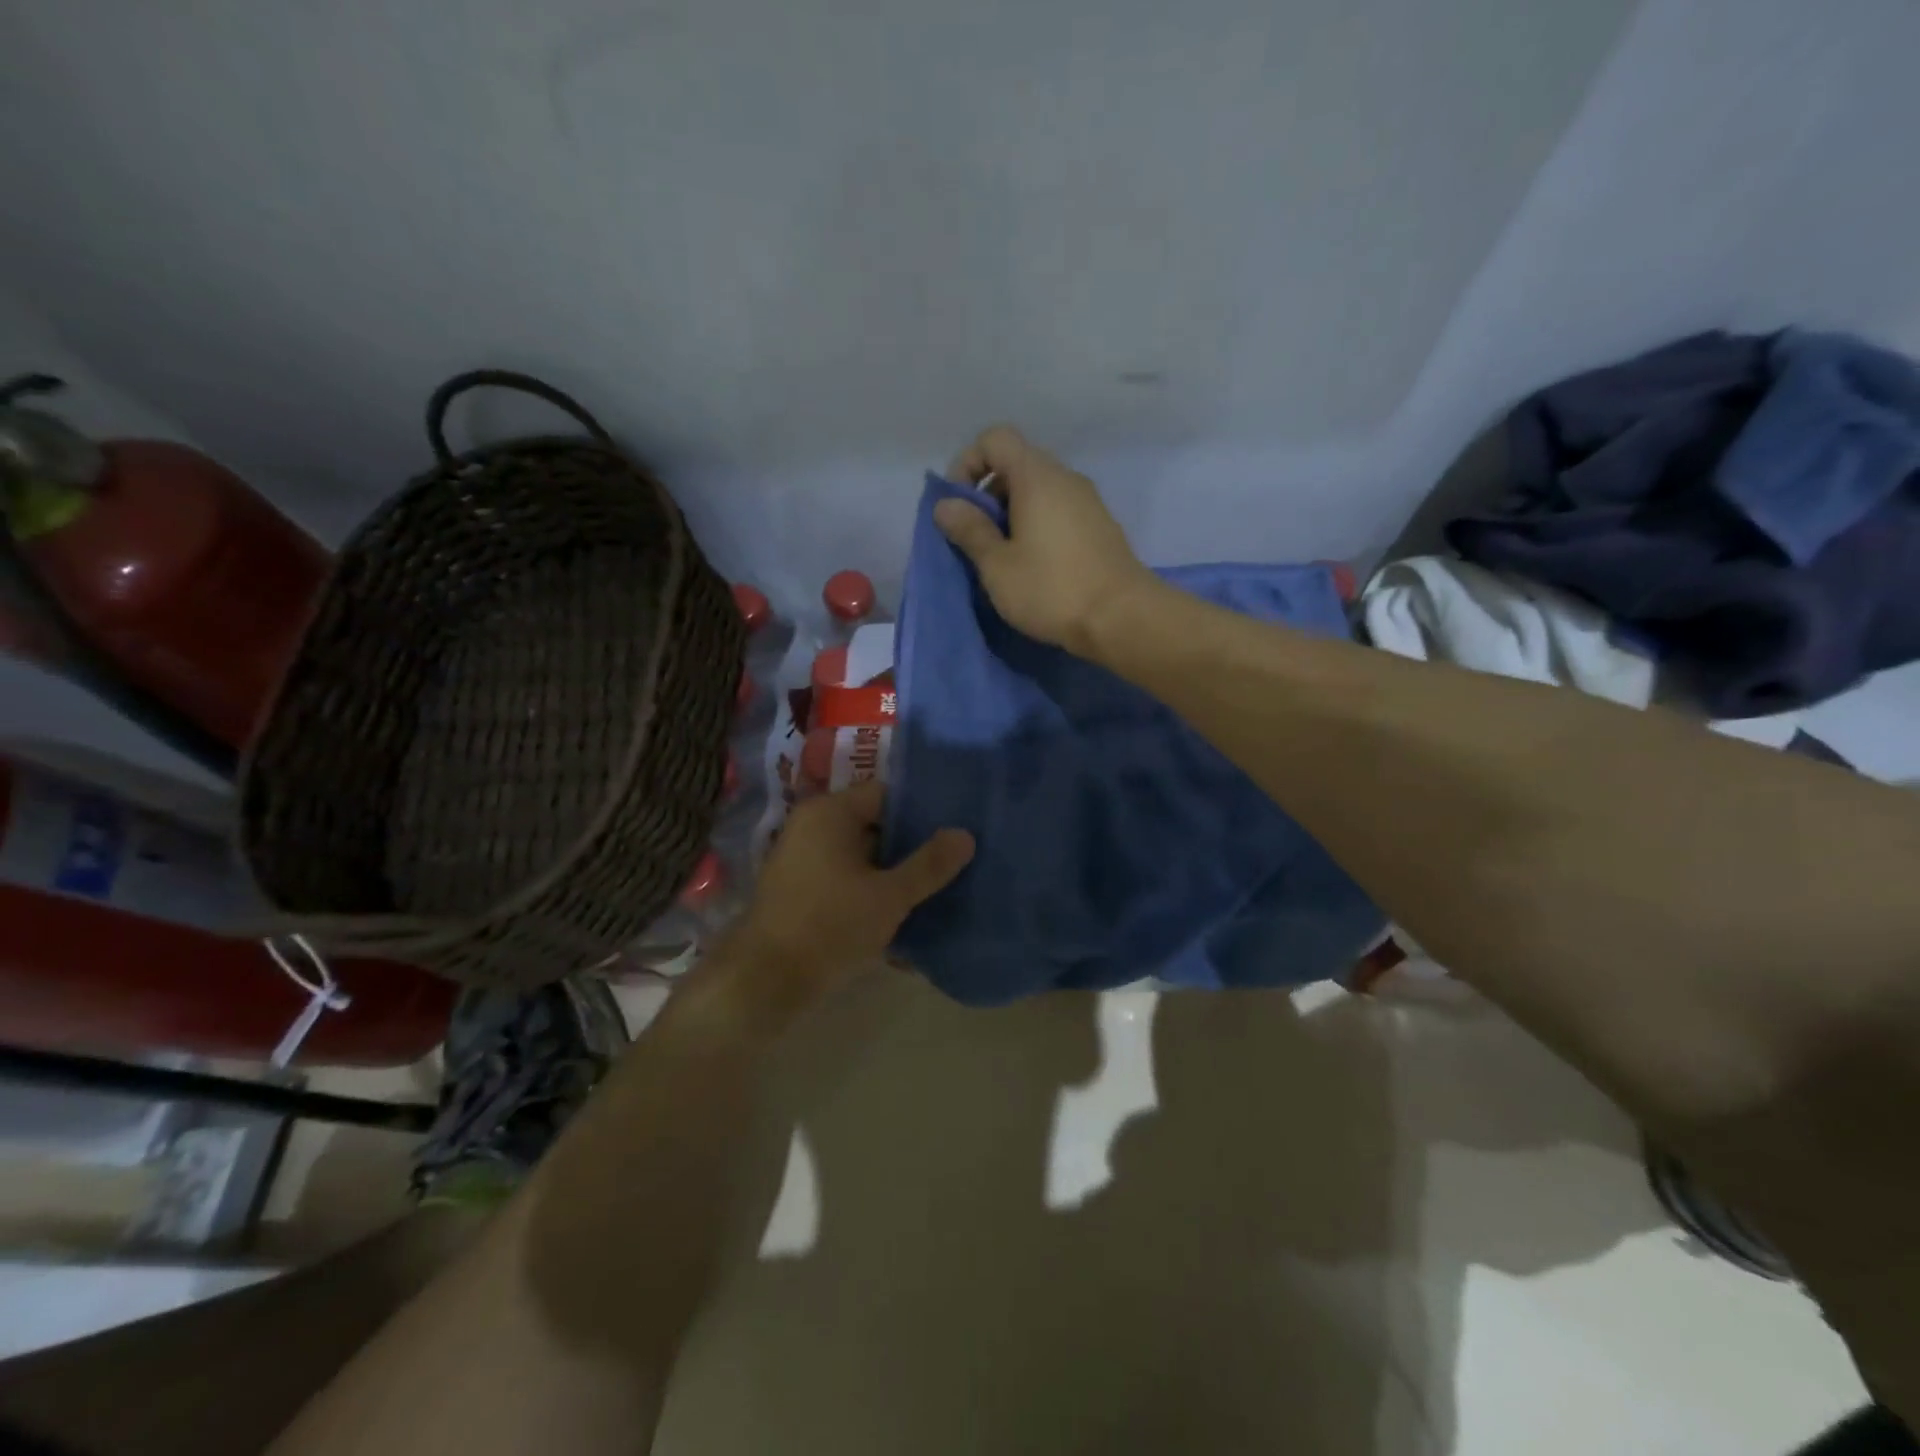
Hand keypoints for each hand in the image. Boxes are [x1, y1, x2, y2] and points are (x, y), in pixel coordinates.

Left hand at [722, 781, 973, 1005]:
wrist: (764, 982)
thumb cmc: (830, 926)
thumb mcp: (890, 896)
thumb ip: (929, 865)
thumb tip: (965, 834)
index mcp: (830, 812)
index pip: (887, 794)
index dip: (923, 810)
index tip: (956, 827)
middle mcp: (812, 826)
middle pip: (875, 824)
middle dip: (912, 845)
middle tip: (953, 860)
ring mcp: (802, 858)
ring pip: (862, 856)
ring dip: (893, 872)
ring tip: (936, 888)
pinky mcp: (800, 889)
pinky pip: (845, 878)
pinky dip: (870, 890)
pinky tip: (901, 914)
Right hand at [935, 425, 1159, 655]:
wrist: (1123, 618)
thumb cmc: (1051, 589)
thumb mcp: (997, 565)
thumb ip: (969, 529)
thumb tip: (945, 505)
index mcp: (1037, 476)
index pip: (995, 439)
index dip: (968, 464)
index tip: (959, 506)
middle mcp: (1065, 478)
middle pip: (1017, 464)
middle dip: (988, 494)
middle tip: (977, 538)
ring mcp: (1088, 501)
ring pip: (1039, 491)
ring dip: (1012, 514)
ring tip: (1003, 557)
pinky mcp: (1100, 526)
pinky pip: (1058, 511)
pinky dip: (1036, 525)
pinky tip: (1033, 565)